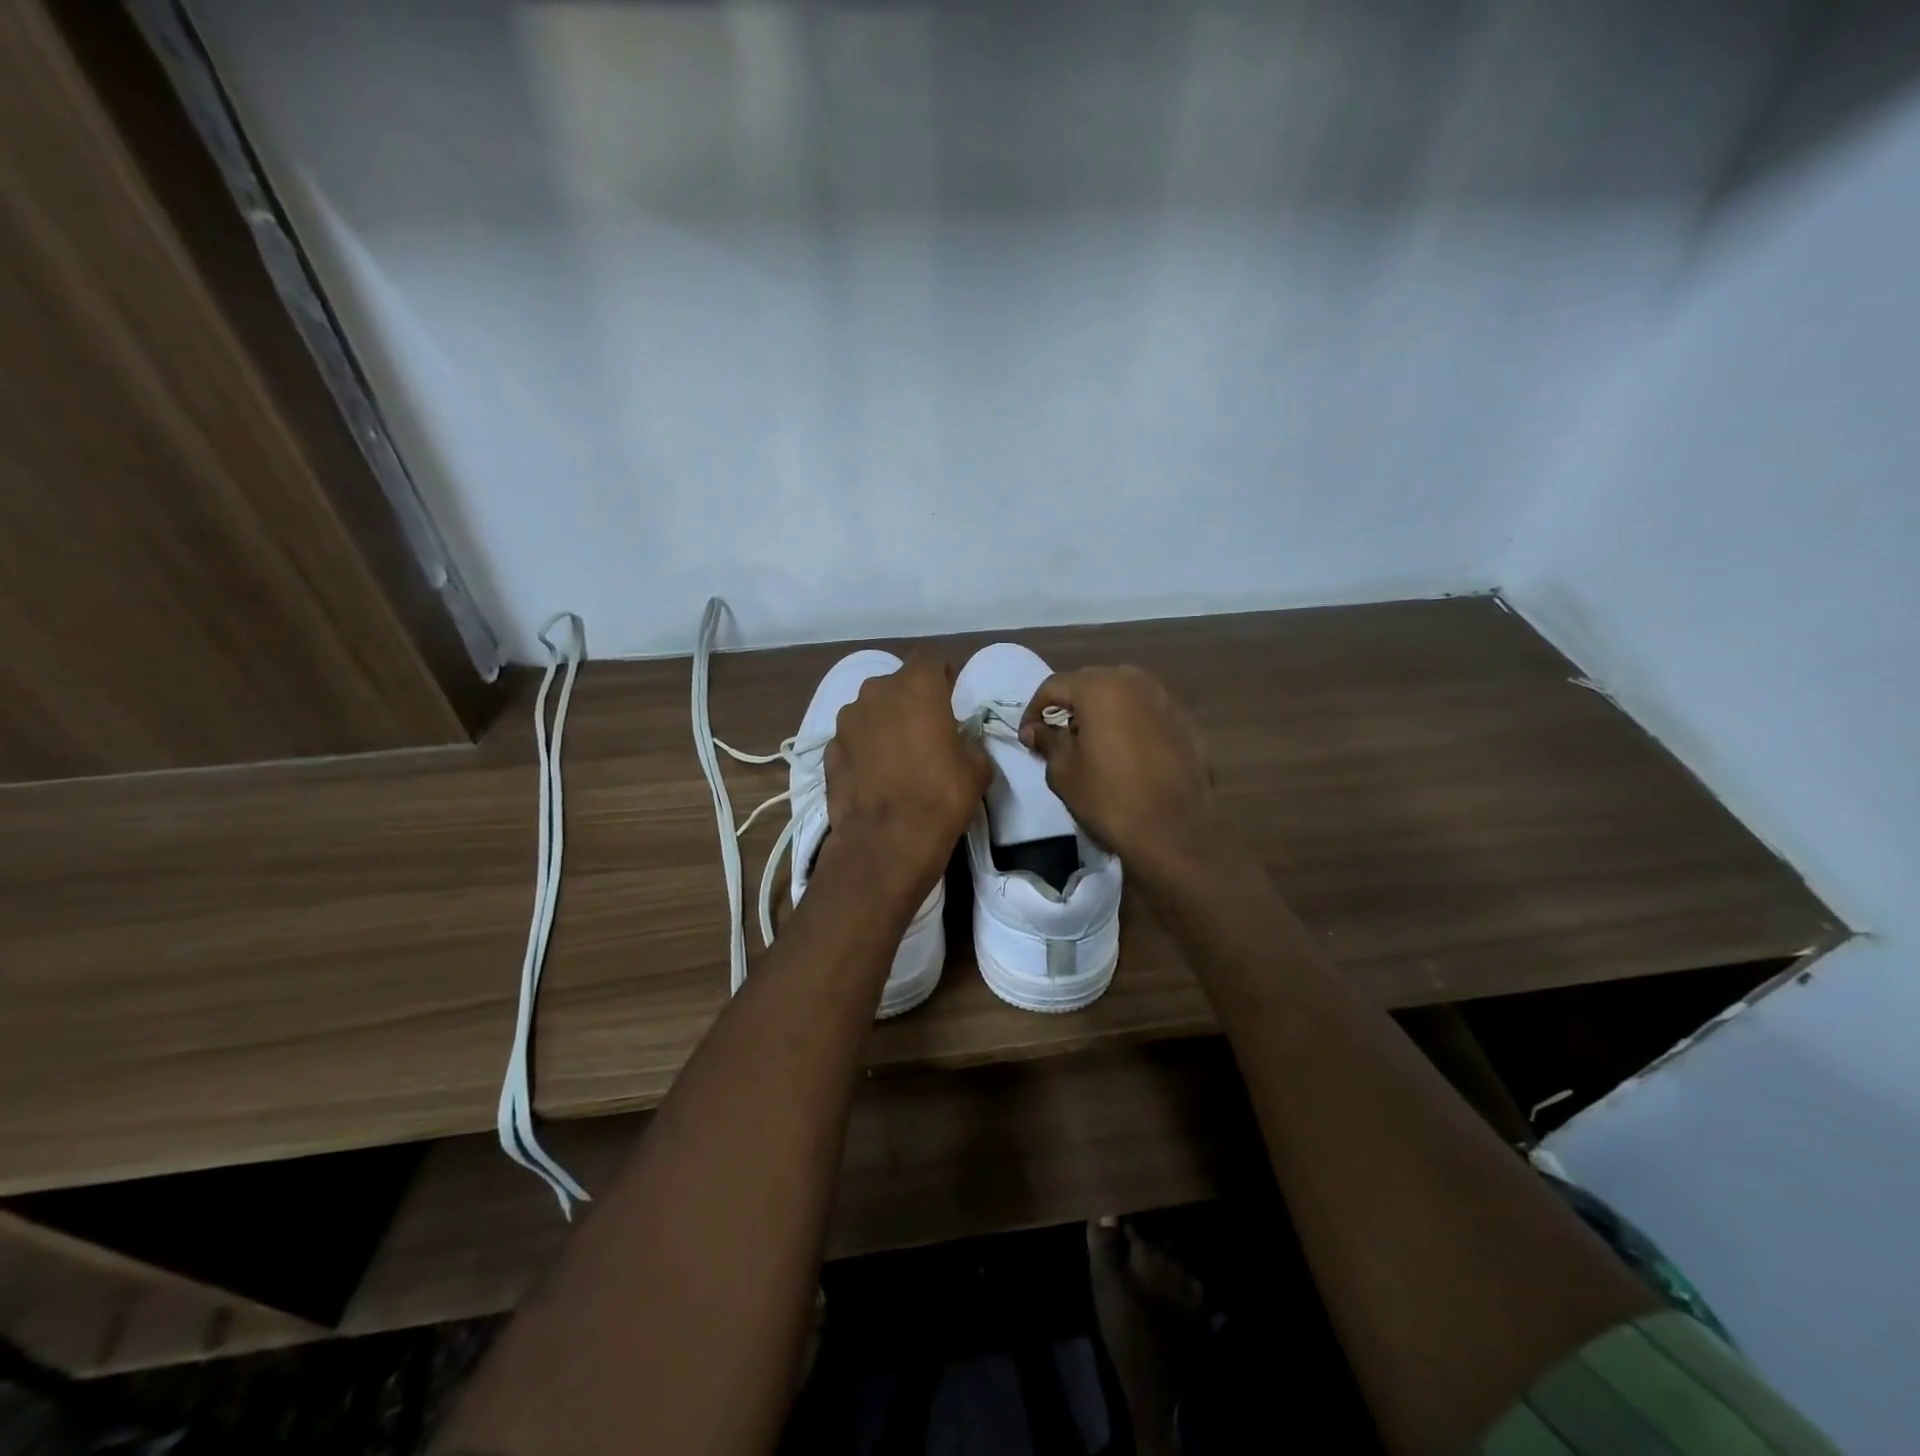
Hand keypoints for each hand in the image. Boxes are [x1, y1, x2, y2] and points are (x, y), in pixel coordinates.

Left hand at [821, 655, 989, 904]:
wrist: (884, 842)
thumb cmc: (940, 797)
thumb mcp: (977, 768)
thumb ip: (967, 741)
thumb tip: (958, 742)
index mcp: (917, 686)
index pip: (930, 659)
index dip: (942, 675)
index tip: (950, 697)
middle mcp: (876, 692)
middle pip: (897, 684)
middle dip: (911, 700)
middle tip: (926, 730)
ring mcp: (846, 720)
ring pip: (870, 710)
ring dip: (884, 723)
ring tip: (897, 756)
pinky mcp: (828, 749)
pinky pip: (853, 739)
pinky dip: (863, 749)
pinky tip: (875, 777)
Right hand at [1018, 666, 1212, 880]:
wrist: (1172, 834)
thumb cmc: (1108, 799)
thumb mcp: (1064, 772)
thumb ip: (1048, 741)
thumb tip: (1034, 730)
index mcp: (1101, 688)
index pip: (1055, 685)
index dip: (1035, 709)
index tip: (1028, 736)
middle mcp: (1137, 683)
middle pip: (1092, 682)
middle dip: (1071, 704)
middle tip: (1059, 734)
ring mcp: (1167, 701)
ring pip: (1125, 694)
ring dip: (1104, 710)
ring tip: (1095, 741)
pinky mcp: (1188, 724)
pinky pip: (1150, 713)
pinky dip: (1133, 724)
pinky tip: (1129, 754)